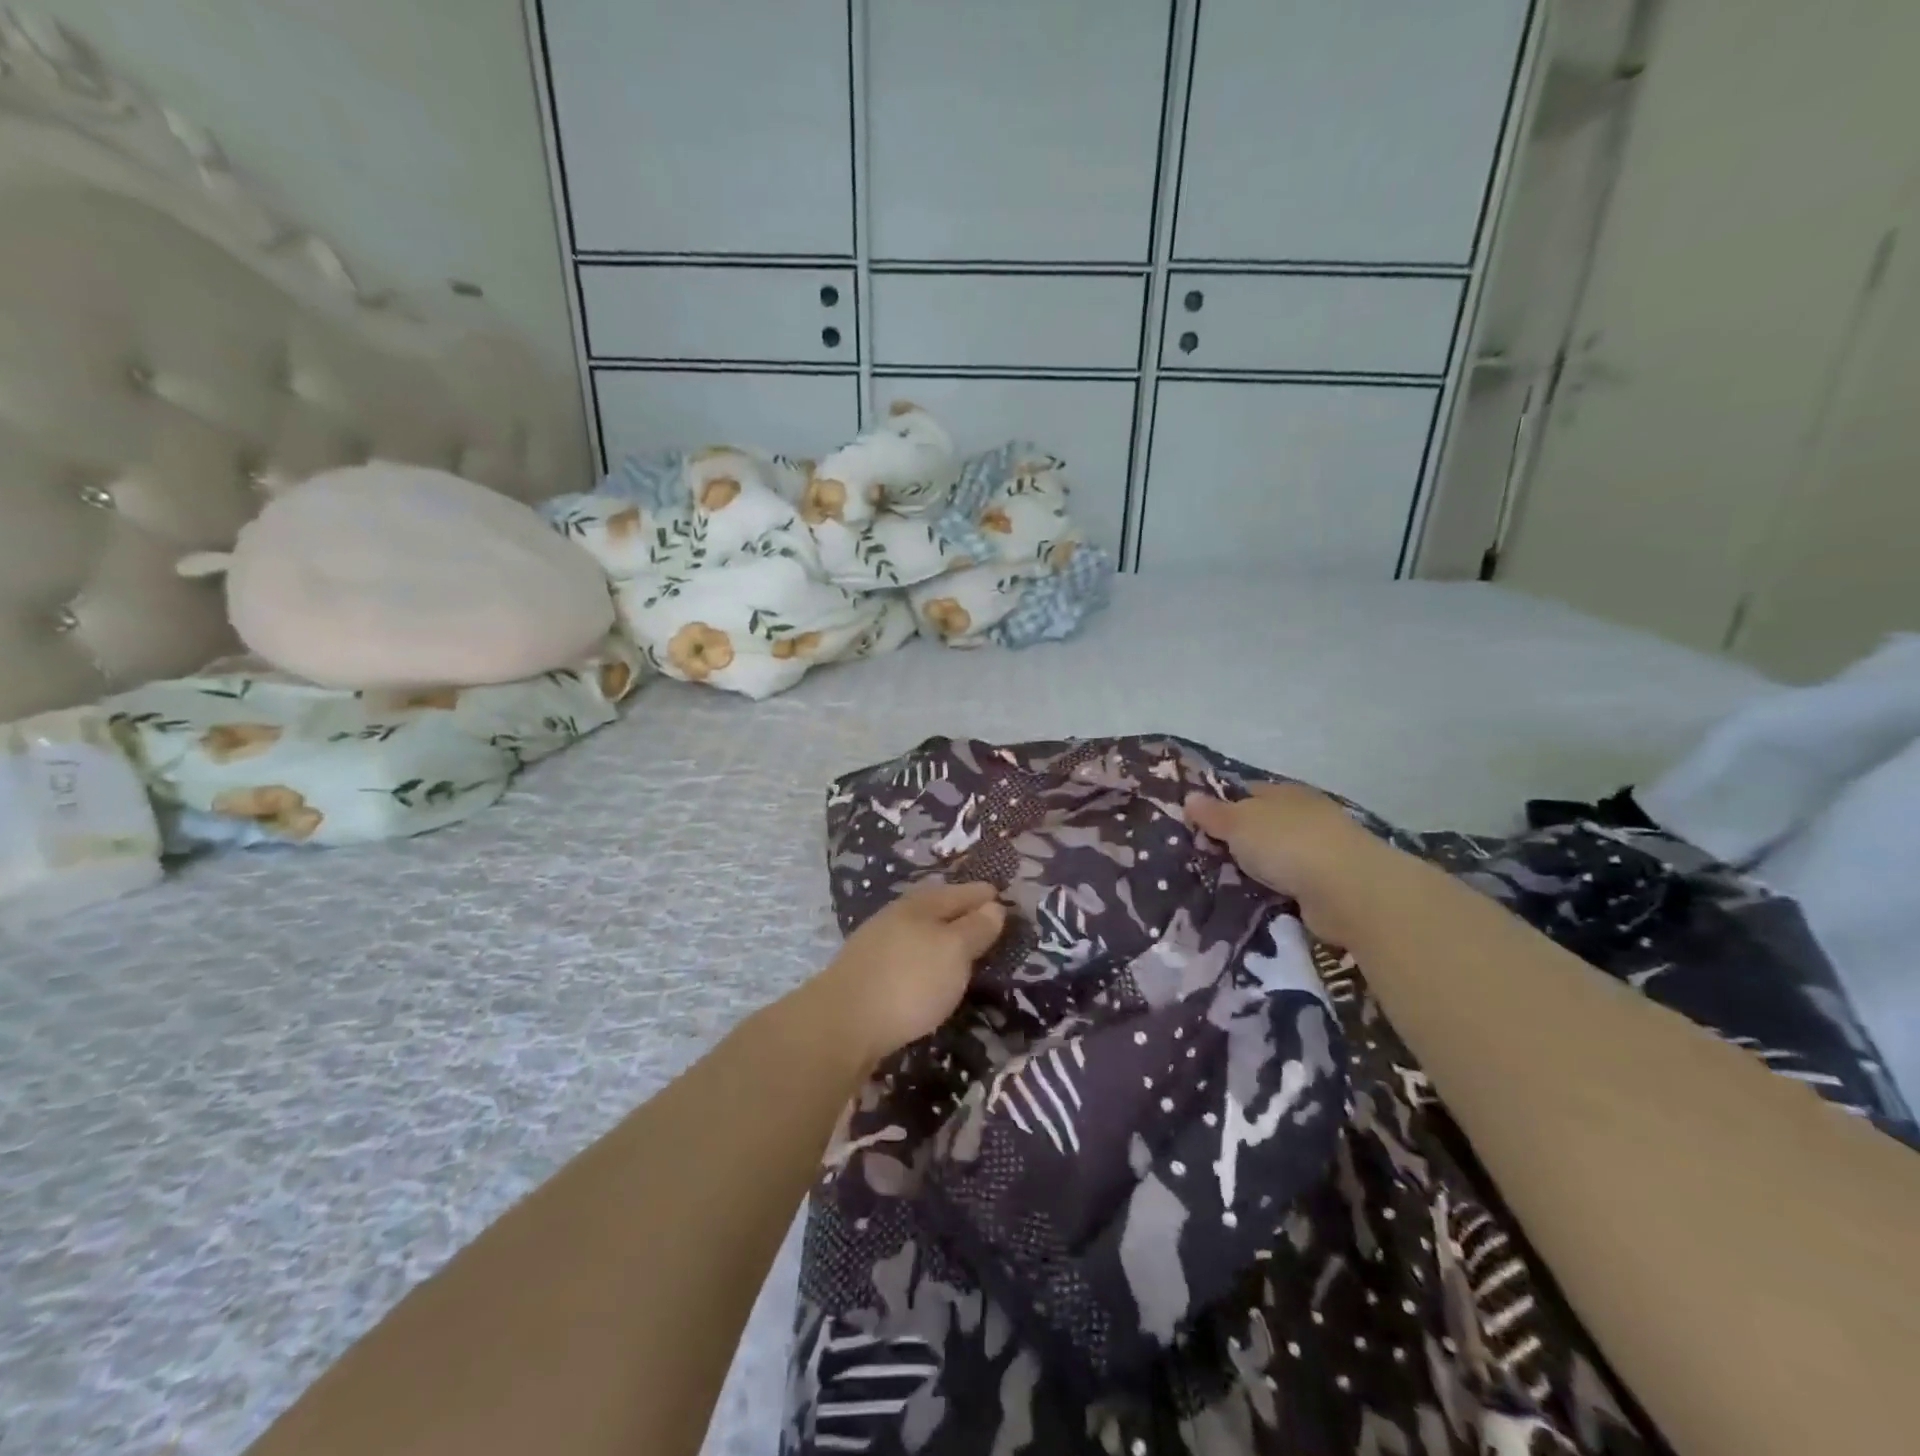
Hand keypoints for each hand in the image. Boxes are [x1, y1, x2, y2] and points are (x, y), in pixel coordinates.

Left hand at [807, 882, 1005, 1067]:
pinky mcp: (867, 972)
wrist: (841, 1023)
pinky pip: (906, 954)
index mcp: (921, 904)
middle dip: (961, 911)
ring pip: (919, 930)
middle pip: (936, 907)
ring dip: (941, 936)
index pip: (961, 892)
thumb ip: (975, 929)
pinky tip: (928, 973)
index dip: (984, 895)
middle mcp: (897, 916)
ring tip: (962, 949)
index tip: (1004, 898)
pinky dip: (924, 957)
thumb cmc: (908, 981)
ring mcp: (877, 943)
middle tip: (987, 921)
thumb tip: (994, 906)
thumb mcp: (953, 952)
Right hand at [1185, 782, 1387, 943]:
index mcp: (1285, 792)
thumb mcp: (1239, 823)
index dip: (1222, 805)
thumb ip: (1213, 813)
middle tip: (1204, 858)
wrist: (1348, 891)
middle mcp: (1305, 816)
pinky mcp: (1330, 884)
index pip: (1247, 792)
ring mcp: (1321, 850)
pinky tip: (1255, 900)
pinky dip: (1275, 890)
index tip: (1196, 824)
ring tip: (1223, 884)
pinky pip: (1291, 884)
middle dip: (1238, 840)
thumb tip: (1189, 797)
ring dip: (1257, 868)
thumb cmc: (1287, 844)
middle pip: (1262, 824)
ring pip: (1277, 856)